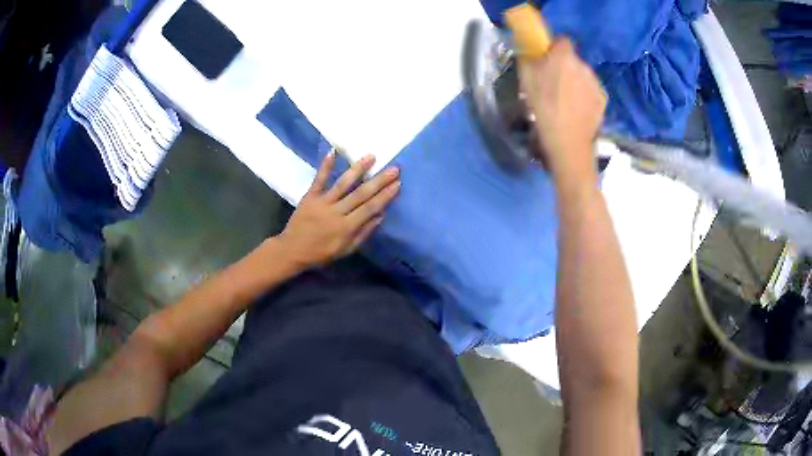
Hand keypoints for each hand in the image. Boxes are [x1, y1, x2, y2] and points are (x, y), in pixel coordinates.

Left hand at [279, 152, 399, 268]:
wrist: (292, 251)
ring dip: (358, 169)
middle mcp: (336, 212)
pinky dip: (325, 166)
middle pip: (360, 194)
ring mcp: (322, 203)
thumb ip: (363, 233)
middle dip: (378, 181)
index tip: (397, 184)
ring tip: (371, 157)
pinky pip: (319, 180)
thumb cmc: (321, 253)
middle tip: (394, 168)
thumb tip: (381, 215)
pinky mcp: (309, 197)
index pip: (369, 208)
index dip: (384, 196)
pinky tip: (333, 152)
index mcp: (347, 228)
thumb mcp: (346, 250)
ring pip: (343, 184)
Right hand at [519, 39, 605, 180]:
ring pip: (583, 75)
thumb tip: (530, 52)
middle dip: (564, 66)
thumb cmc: (542, 109)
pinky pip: (591, 91)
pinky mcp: (603, 100)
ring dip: (575, 81)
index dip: (554, 47)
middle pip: (573, 60)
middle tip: (553, 83)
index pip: (562, 40)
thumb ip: (528, 60)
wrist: (567, 143)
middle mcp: (584, 66)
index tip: (546, 58)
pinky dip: (585, 96)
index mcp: (564, 57)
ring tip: (566, 100)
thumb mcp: (525, 80)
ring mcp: (596, 84)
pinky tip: (577, 110)